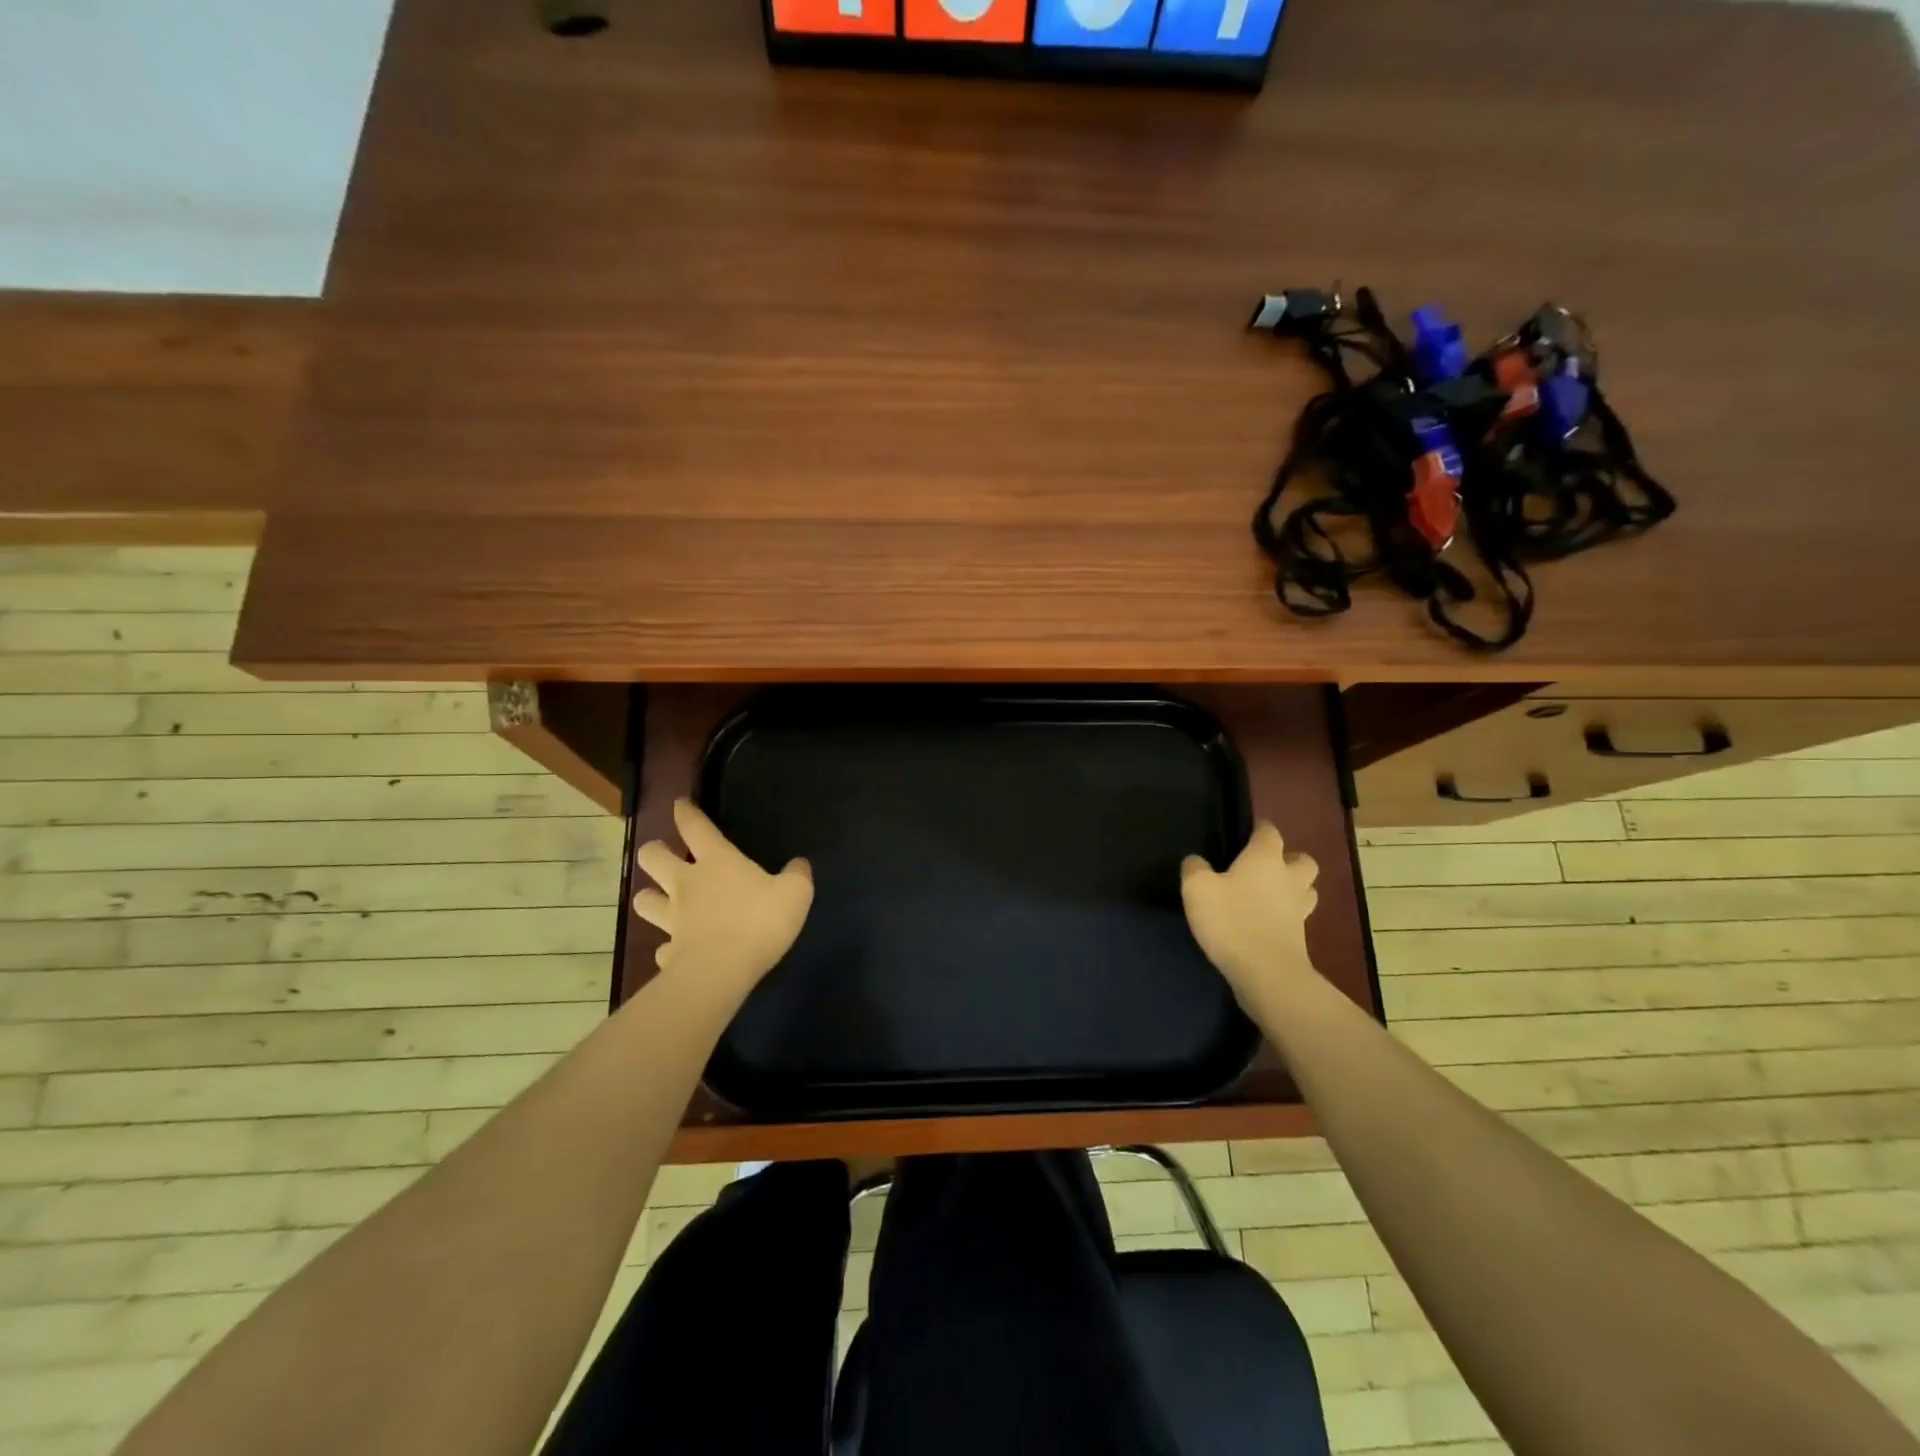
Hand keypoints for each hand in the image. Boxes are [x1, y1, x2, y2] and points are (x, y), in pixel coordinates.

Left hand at [632, 799, 813, 993]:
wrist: (721, 971)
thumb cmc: (759, 921)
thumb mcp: (795, 893)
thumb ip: (797, 875)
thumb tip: (800, 863)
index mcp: (717, 861)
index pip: (695, 827)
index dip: (685, 813)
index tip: (679, 804)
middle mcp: (686, 884)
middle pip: (653, 858)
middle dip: (654, 852)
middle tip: (660, 853)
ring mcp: (673, 919)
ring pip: (645, 901)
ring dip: (649, 898)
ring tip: (656, 899)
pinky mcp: (670, 953)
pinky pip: (662, 947)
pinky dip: (667, 947)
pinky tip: (675, 951)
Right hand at [1180, 822, 1319, 1001]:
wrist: (1266, 973)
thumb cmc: (1231, 920)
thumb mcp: (1197, 889)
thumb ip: (1195, 869)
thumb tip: (1196, 860)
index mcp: (1265, 858)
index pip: (1269, 832)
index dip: (1260, 829)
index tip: (1248, 832)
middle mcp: (1289, 878)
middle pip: (1301, 859)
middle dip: (1288, 859)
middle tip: (1265, 867)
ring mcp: (1299, 908)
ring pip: (1306, 889)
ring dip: (1293, 887)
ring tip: (1270, 894)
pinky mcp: (1301, 936)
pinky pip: (1298, 916)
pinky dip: (1286, 915)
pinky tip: (1266, 921)